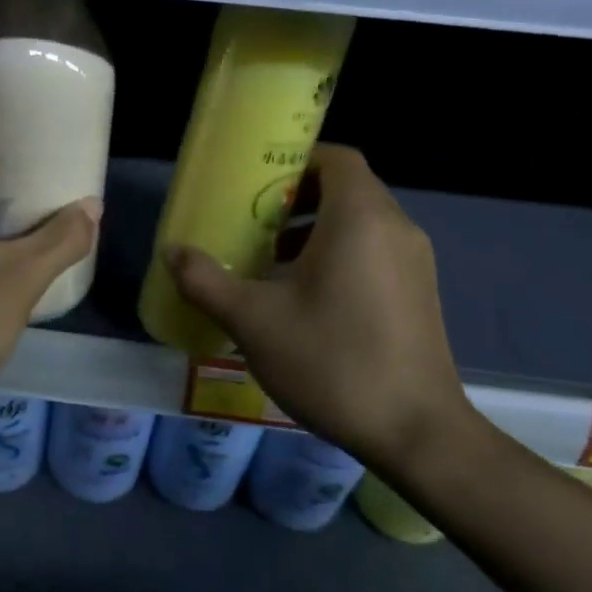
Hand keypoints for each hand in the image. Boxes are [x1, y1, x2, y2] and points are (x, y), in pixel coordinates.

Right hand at [165, 146, 474, 471]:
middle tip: (252, 220)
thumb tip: (172, 252)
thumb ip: (206, 281)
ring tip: (270, 259)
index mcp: (360, 219)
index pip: (336, 158)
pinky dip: (338, 253)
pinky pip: (374, 250)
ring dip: (315, 228)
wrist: (417, 433)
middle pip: (346, 187)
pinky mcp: (419, 293)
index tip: (255, 181)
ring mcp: (414, 262)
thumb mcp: (253, 321)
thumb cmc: (332, 361)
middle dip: (296, 197)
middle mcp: (395, 229)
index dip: (295, 159)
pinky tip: (304, 296)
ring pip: (360, 221)